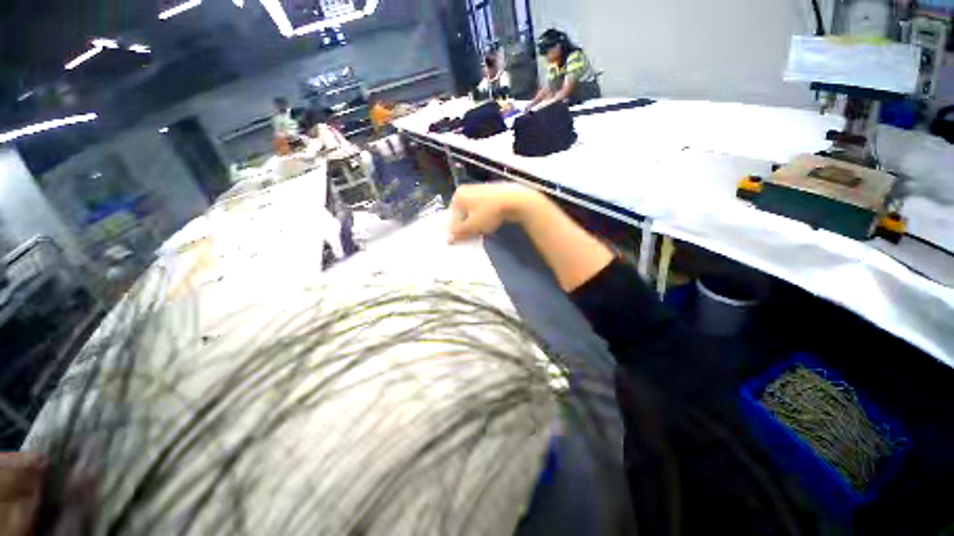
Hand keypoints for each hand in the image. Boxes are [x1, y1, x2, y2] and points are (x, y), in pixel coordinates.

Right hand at [448, 183, 538, 243]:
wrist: (514, 200)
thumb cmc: (488, 212)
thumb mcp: (471, 226)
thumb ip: (458, 232)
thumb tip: (448, 238)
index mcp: (458, 196)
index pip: (452, 216)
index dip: (456, 230)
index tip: (461, 239)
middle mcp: (467, 190)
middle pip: (462, 213)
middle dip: (466, 226)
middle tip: (472, 236)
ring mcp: (480, 190)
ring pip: (473, 211)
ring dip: (476, 223)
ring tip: (482, 231)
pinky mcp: (492, 194)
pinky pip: (483, 208)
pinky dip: (484, 217)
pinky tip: (491, 224)